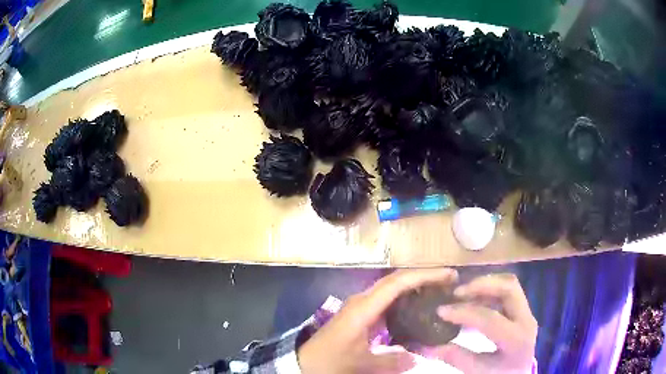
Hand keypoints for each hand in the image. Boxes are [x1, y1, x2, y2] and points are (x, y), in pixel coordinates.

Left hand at [297, 268, 457, 373]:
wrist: (306, 361)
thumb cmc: (331, 360)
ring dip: (415, 283)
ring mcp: (361, 305)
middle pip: (396, 279)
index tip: (448, 275)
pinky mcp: (361, 312)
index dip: (424, 276)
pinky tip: (418, 304)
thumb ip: (390, 361)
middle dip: (424, 275)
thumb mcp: (361, 363)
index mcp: (364, 308)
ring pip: (392, 286)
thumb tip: (416, 359)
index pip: (397, 283)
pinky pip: (387, 298)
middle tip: (449, 279)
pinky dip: (405, 295)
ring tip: (439, 288)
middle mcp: (363, 300)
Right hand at [431, 273, 537, 373]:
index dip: (464, 313)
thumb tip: (427, 346)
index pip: (491, 319)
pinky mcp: (523, 309)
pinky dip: (489, 289)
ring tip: (463, 292)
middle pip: (509, 288)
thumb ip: (456, 357)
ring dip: (485, 284)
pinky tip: (474, 297)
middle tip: (456, 292)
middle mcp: (526, 319)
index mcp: (516, 339)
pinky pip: (508, 290)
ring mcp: (527, 311)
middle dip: (481, 285)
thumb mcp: (478, 371)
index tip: (441, 311)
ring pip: (510, 284)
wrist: (519, 373)